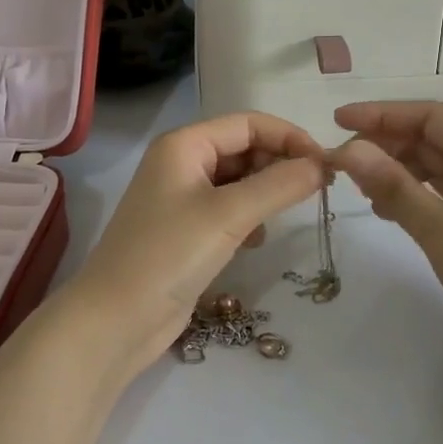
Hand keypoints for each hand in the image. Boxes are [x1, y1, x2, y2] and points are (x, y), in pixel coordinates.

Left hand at [66, 113, 328, 371]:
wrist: (117, 320)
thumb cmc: (169, 254)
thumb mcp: (230, 214)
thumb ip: (280, 185)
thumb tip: (323, 164)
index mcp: (185, 144)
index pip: (249, 123)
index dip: (289, 137)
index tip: (326, 164)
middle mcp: (182, 162)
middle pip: (244, 148)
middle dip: (280, 164)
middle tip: (315, 191)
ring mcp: (182, 197)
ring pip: (239, 180)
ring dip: (266, 192)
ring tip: (284, 216)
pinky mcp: (187, 230)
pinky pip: (229, 208)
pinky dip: (250, 216)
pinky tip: (255, 240)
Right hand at [331, 102, 442, 362]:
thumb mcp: (441, 229)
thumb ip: (393, 186)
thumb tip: (348, 149)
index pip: (429, 116)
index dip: (381, 114)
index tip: (337, 121)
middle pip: (431, 138)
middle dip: (385, 143)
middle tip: (341, 161)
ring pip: (435, 168)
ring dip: (396, 170)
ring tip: (359, 187)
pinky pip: (442, 196)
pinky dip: (412, 196)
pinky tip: (387, 212)